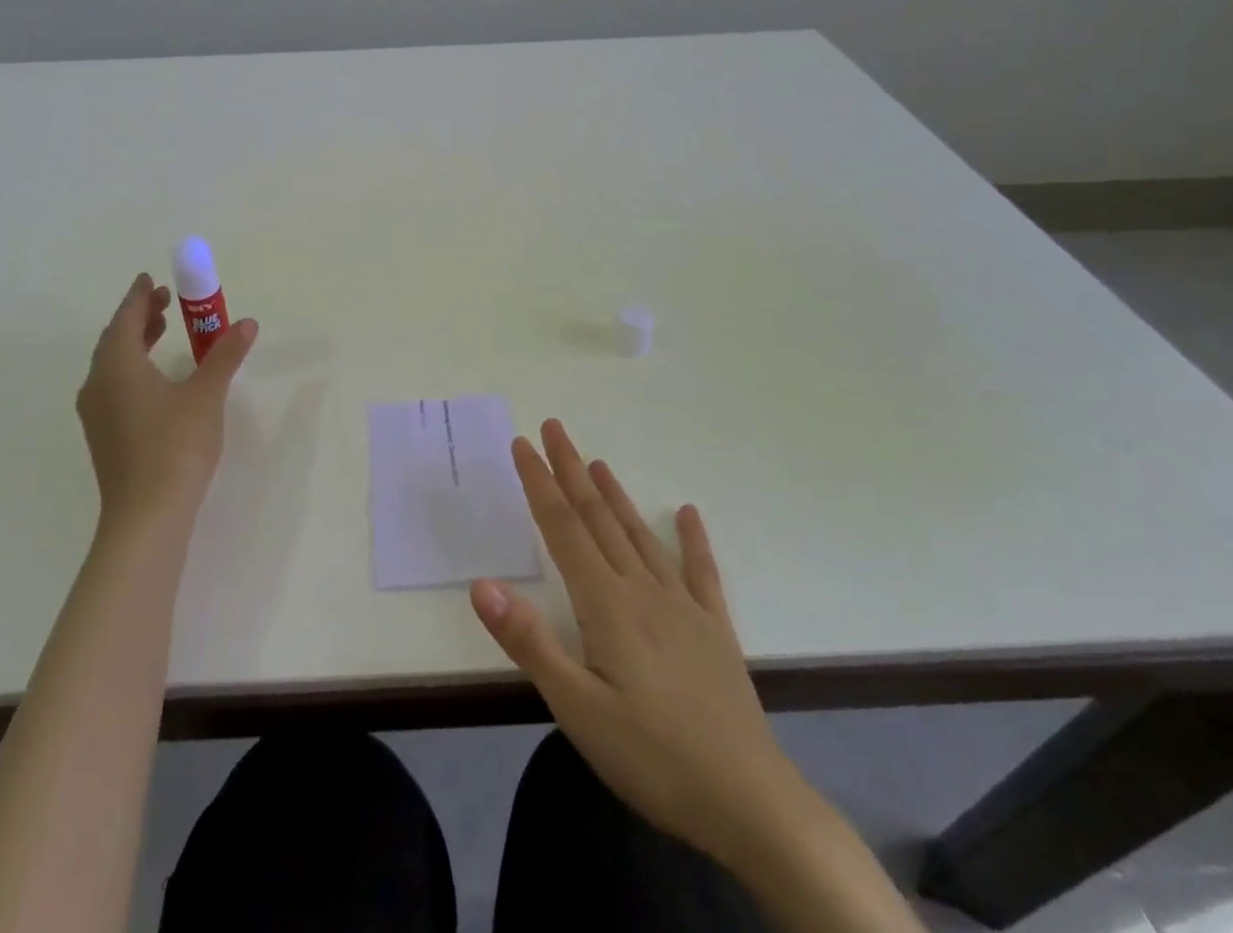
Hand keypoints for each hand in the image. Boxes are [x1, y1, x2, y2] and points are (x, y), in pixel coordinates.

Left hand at [75, 272, 257, 531]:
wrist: (146, 516)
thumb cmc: (176, 446)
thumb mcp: (206, 395)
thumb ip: (225, 356)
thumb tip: (246, 324)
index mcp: (118, 365)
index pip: (125, 318)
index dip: (139, 296)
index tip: (151, 279)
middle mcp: (98, 384)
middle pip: (114, 339)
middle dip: (139, 317)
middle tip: (166, 302)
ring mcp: (96, 413)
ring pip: (112, 364)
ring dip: (135, 342)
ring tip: (163, 333)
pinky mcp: (103, 436)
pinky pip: (113, 386)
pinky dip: (132, 368)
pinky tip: (156, 381)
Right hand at [470, 420, 805, 872]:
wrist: (751, 803)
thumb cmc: (653, 756)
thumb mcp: (577, 708)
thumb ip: (529, 642)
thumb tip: (481, 583)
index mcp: (606, 603)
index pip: (563, 528)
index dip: (540, 483)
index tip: (523, 444)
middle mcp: (642, 590)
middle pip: (598, 518)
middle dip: (571, 471)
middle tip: (554, 428)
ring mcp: (683, 606)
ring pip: (640, 535)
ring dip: (615, 495)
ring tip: (597, 462)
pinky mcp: (714, 630)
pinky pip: (701, 572)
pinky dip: (692, 540)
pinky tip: (688, 514)